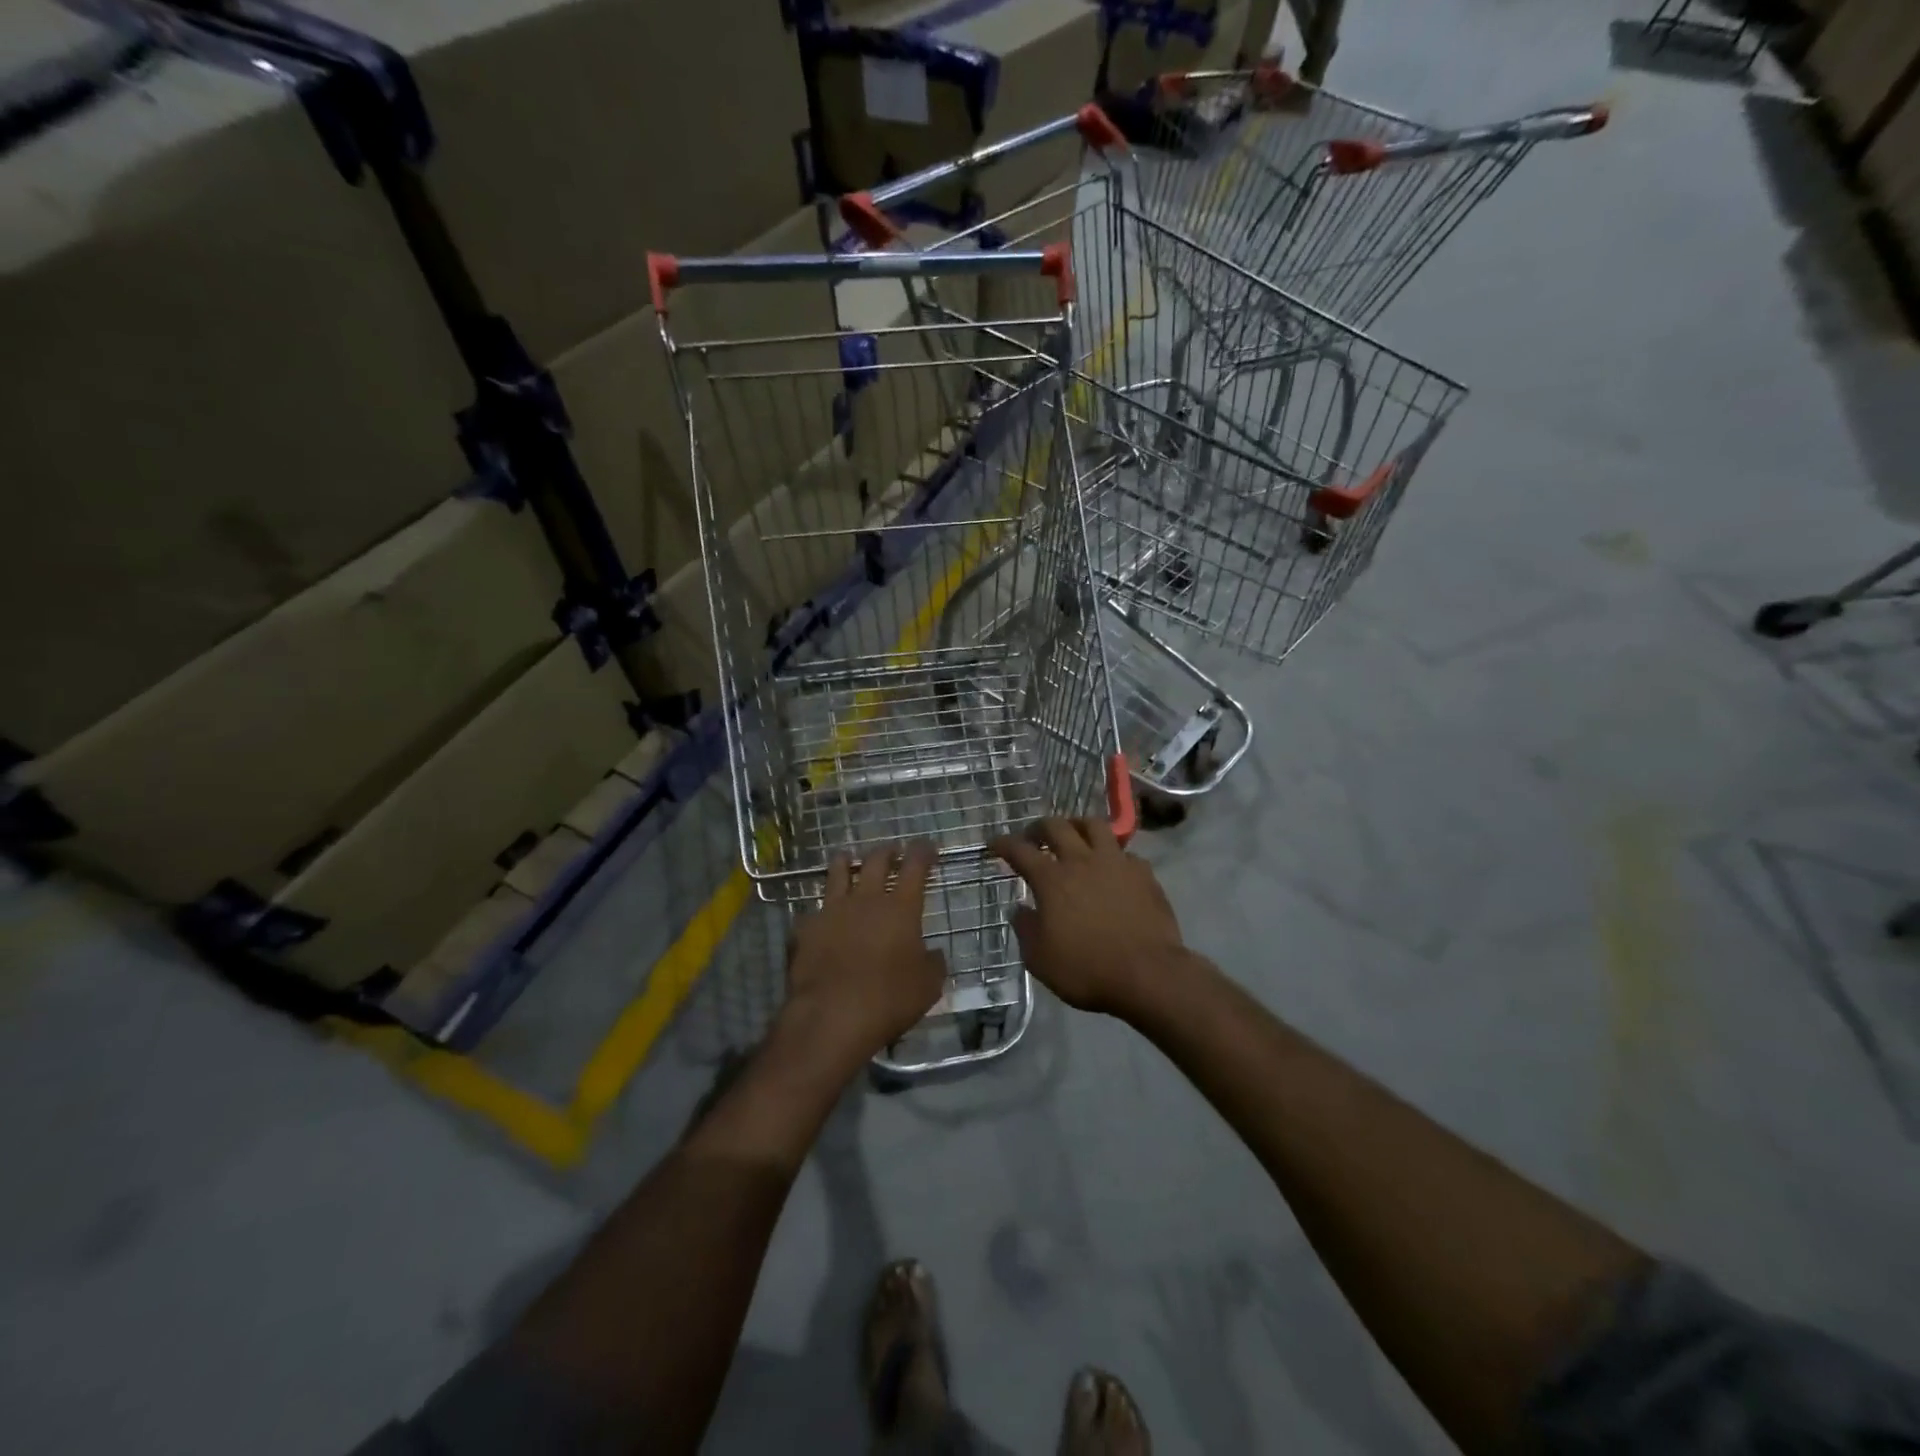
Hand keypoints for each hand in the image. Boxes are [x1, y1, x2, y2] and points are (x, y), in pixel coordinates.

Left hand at [782, 841, 947, 1071]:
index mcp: (900, 908)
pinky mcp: (806, 929)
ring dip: (846, 862)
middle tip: (892, 850)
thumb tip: (933, 954)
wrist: (832, 1016)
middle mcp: (866, 899)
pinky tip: (821, 915)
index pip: (915, 866)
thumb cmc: (889, 999)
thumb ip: (933, 963)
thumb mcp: (928, 986)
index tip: (926, 845)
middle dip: (886, 851)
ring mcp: (832, 911)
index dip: (922, 852)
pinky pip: (814, 910)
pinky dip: (821, 909)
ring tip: (848, 859)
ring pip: (838, 872)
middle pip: (875, 861)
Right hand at [990, 817, 1187, 1018]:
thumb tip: (1020, 908)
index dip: (1003, 843)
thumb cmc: (1087, 969)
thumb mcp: (1040, 959)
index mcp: (1052, 880)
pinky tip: (1111, 867)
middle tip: (1033, 837)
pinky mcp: (1143, 873)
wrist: (1148, 974)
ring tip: (1074, 835)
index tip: (994, 843)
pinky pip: (1124, 853)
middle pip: (1056, 827)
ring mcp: (1116, 863)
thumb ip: (1025, 929)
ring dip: (1078, 826)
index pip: (1020, 850)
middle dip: (1039, 827)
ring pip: (1094, 826)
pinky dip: (1112, 855)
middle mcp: (1082, 861)